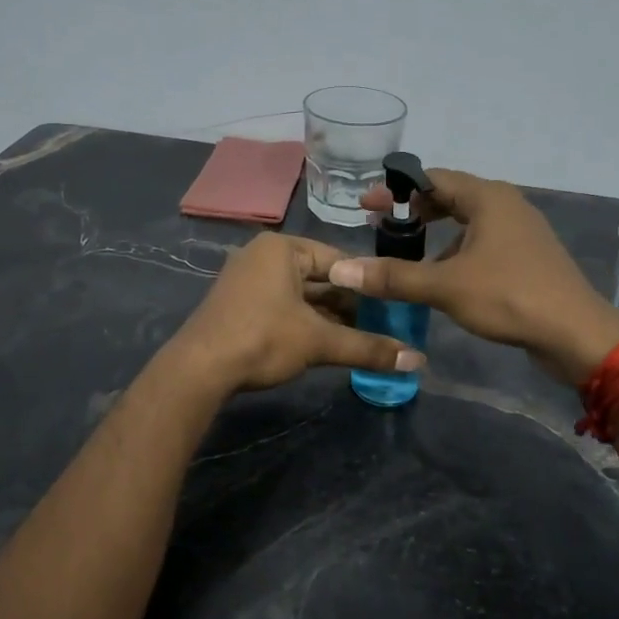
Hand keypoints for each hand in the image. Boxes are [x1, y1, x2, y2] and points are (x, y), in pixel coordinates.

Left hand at [167, 233, 425, 394]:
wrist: (199, 370)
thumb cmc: (262, 339)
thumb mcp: (319, 342)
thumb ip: (368, 348)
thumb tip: (418, 361)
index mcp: (282, 248)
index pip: (339, 260)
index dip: (368, 285)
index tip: (393, 307)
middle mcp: (263, 256)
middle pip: (320, 278)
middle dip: (350, 305)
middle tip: (382, 327)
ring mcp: (248, 280)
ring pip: (302, 296)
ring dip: (330, 318)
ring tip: (362, 339)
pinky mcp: (240, 305)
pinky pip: (284, 307)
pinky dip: (306, 324)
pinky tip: (328, 344)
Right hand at [336, 169, 618, 383]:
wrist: (575, 333)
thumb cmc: (509, 296)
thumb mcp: (445, 286)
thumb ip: (393, 277)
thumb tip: (340, 270)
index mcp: (488, 198)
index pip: (432, 179)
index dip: (396, 190)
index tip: (366, 205)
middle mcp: (506, 205)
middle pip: (451, 197)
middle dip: (414, 211)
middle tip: (380, 226)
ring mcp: (520, 231)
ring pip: (468, 222)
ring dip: (436, 233)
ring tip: (406, 252)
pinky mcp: (527, 257)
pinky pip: (482, 243)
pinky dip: (456, 250)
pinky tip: (443, 276)